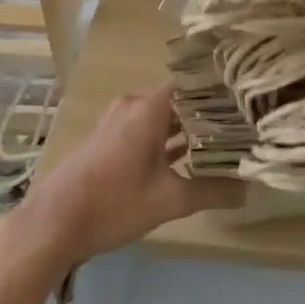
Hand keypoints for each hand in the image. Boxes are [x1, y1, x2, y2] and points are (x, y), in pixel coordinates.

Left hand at [16, 84, 241, 268]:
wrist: (54, 221)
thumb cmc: (114, 202)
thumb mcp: (168, 200)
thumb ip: (210, 192)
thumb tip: (250, 191)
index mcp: (149, 106)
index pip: (192, 82)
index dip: (219, 89)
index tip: (245, 98)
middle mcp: (134, 104)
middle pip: (177, 98)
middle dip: (206, 110)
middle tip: (240, 122)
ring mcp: (118, 120)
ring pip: (160, 114)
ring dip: (185, 126)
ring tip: (220, 138)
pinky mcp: (109, 138)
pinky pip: (145, 127)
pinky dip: (164, 137)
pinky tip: (186, 156)